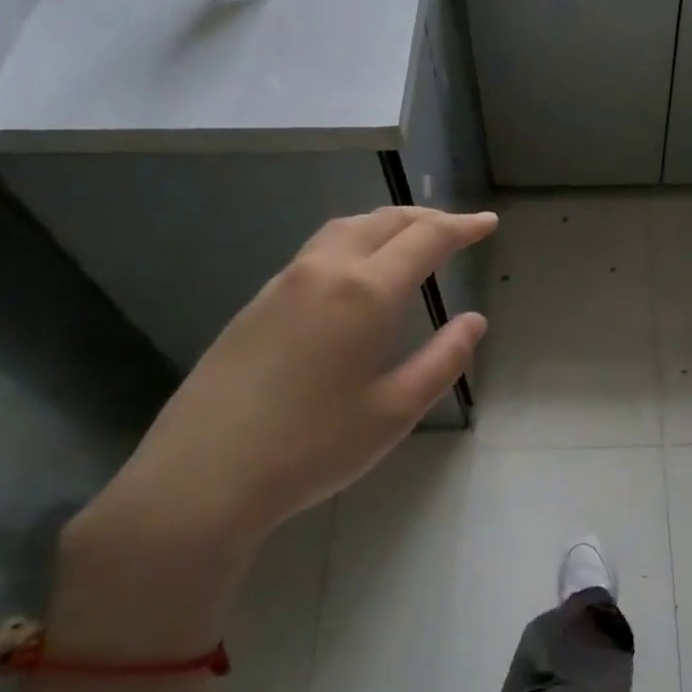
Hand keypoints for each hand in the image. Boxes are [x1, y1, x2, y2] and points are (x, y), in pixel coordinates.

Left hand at [51, 206, 496, 657]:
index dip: (461, 228)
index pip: (425, 240)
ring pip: (344, 229)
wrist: (204, 474)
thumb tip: (474, 322)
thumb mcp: (395, 411)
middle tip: (457, 227)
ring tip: (410, 239)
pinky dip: (353, 242)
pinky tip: (357, 274)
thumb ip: (443, 360)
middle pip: (383, 221)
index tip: (488, 224)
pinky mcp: (257, 303)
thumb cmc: (313, 447)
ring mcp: (284, 283)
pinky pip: (317, 251)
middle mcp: (324, 271)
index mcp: (365, 292)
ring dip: (386, 224)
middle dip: (426, 217)